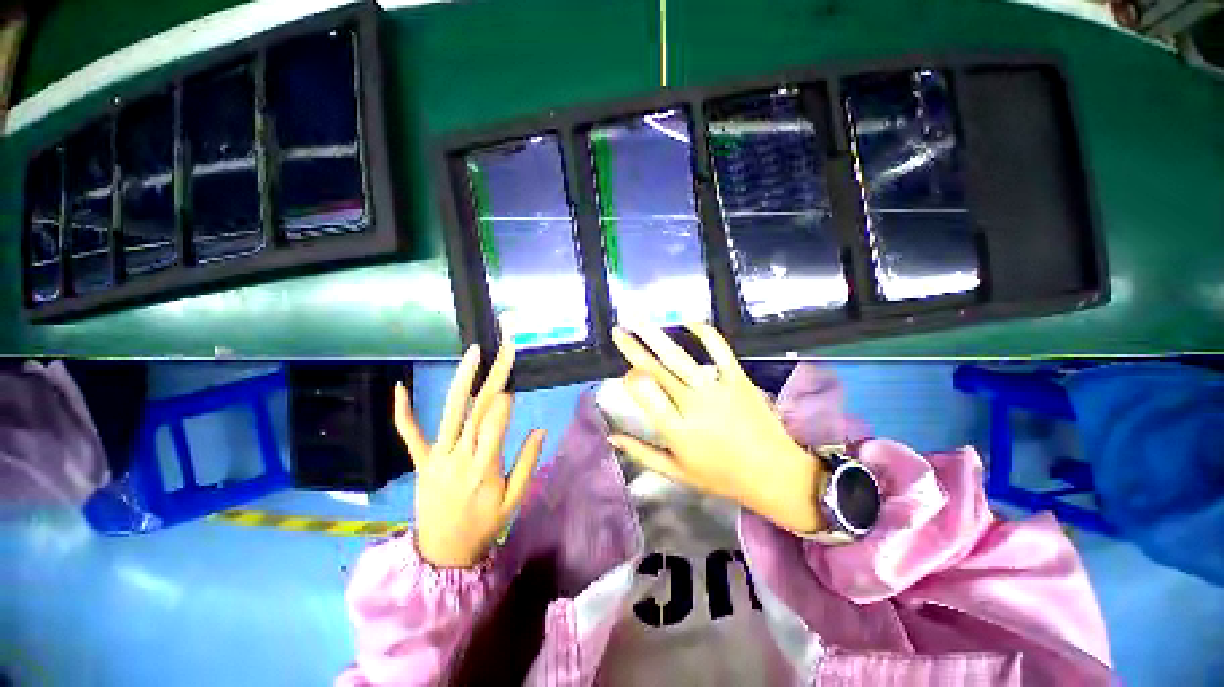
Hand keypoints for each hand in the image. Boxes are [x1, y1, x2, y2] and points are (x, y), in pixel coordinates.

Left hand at [393, 343, 544, 567]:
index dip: (503, 402)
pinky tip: (400, 387)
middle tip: (506, 349)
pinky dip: (404, 412)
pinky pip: (410, 435)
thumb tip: (540, 429)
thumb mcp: (514, 500)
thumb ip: (527, 463)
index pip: (494, 424)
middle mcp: (459, 456)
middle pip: (478, 408)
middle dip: (494, 375)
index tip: (512, 385)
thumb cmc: (484, 527)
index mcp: (484, 468)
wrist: (442, 555)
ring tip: (474, 353)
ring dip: (462, 379)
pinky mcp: (421, 462)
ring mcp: (436, 457)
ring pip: (450, 411)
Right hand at [608, 324, 825, 533]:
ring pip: (678, 357)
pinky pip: (719, 349)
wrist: (775, 474)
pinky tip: (689, 321)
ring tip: (637, 319)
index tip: (628, 375)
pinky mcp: (737, 378)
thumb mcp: (677, 472)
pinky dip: (704, 332)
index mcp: (675, 430)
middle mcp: (692, 405)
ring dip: (655, 335)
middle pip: (655, 370)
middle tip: (618, 330)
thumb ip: (641, 453)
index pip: (644, 394)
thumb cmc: (722, 476)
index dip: (630, 379)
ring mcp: (716, 389)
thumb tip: (611, 437)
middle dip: (633, 347)